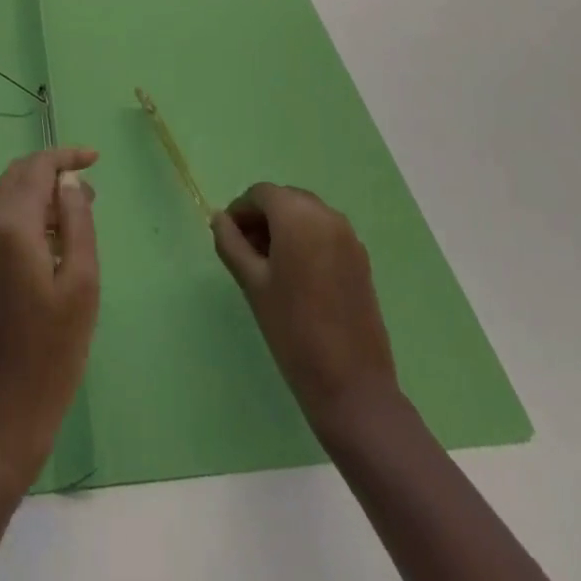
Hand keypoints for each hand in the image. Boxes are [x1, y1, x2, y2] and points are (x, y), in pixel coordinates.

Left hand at [0, 146, 99, 489]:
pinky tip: (53, 244)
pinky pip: (0, 228)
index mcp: (11, 229)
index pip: (36, 169)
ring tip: (78, 214)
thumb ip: (76, 222)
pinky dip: (27, 219)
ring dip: (40, 196)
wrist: (1, 420)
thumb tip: (69, 181)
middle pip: (16, 178)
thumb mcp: (81, 285)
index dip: (65, 156)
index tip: (95, 158)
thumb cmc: (52, 354)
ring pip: (7, 202)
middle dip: (51, 172)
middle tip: (89, 188)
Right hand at [211, 183, 398, 433]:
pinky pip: (325, 233)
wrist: (352, 386)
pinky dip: (306, 240)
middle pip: (285, 200)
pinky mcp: (361, 259)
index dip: (240, 211)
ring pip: (306, 215)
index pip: (261, 194)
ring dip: (284, 228)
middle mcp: (327, 215)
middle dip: (262, 218)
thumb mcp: (252, 284)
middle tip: (245, 251)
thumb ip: (231, 244)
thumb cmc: (293, 330)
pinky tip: (296, 276)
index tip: (227, 238)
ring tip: (268, 266)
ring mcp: (349, 236)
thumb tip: (219, 219)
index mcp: (298, 215)